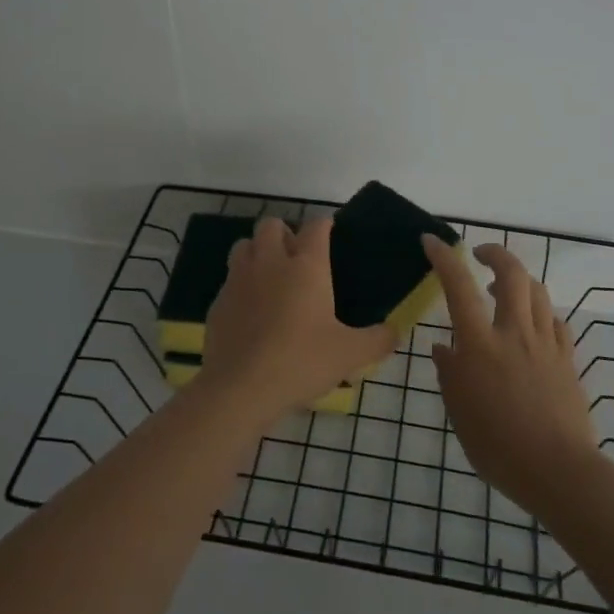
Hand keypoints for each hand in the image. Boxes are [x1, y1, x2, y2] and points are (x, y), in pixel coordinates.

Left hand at [199, 216, 396, 427]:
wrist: (240, 388)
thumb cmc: (301, 361)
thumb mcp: (350, 354)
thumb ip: (378, 340)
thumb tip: (395, 331)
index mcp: (306, 265)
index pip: (316, 227)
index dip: (324, 225)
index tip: (330, 232)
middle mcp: (270, 261)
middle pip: (271, 225)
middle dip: (284, 232)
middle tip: (296, 256)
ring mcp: (239, 279)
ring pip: (244, 245)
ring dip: (258, 251)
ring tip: (270, 276)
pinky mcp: (218, 302)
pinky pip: (230, 280)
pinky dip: (241, 285)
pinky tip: (251, 310)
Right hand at [423, 234, 602, 513]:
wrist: (559, 471)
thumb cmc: (499, 446)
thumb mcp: (460, 413)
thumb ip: (450, 374)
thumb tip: (442, 347)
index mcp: (481, 345)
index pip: (459, 287)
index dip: (444, 258)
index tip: (431, 240)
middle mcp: (514, 333)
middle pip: (511, 273)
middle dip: (494, 253)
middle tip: (479, 256)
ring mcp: (545, 343)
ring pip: (536, 291)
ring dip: (518, 279)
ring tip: (504, 288)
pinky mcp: (567, 358)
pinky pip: (556, 320)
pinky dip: (540, 311)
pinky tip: (534, 323)